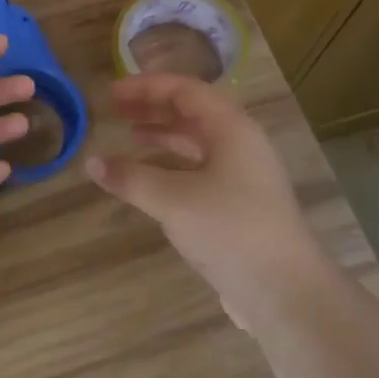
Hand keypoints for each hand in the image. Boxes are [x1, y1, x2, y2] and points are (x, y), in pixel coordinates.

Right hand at [85, 73, 326, 330]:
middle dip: (154, 107)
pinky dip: (174, 164)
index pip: (186, 90)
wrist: (285, 290)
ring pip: (199, 141)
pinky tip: (153, 178)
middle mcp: (242, 144)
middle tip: (116, 109)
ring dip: (165, 134)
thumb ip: (131, 178)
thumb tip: (92, 163)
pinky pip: (202, 169)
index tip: (112, 93)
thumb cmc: (230, 230)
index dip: (147, 87)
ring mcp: (245, 175)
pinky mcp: (241, 204)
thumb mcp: (172, 200)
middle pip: (193, 112)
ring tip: (130, 135)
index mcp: (232, 129)